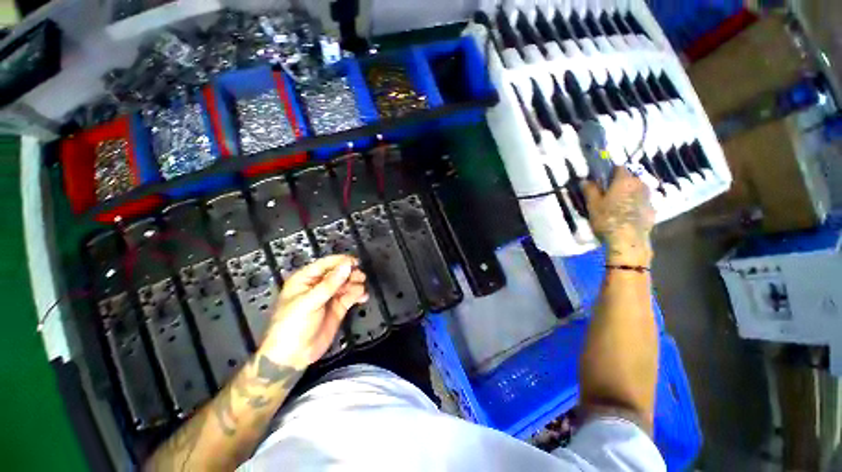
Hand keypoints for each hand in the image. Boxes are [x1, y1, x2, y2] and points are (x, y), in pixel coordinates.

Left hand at [260, 255, 367, 368]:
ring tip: (361, 288)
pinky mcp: (338, 307)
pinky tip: (363, 296)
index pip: (326, 264)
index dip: (341, 261)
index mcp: (305, 279)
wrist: (292, 356)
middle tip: (360, 277)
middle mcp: (319, 285)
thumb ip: (330, 284)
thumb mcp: (309, 302)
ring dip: (355, 284)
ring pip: (347, 283)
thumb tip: (347, 266)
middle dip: (350, 273)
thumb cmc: (292, 325)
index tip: (355, 262)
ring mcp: (329, 296)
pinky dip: (358, 294)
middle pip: (339, 273)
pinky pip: (351, 296)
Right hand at [583, 167, 655, 266]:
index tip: (601, 177)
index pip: (618, 167)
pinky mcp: (653, 210)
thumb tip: (585, 180)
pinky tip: (627, 213)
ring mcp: (649, 197)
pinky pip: (642, 201)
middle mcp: (640, 184)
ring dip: (629, 192)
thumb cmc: (608, 219)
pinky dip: (636, 203)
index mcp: (625, 180)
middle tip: (608, 191)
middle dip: (620, 182)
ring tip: (618, 202)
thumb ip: (590, 190)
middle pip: (630, 178)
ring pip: (638, 189)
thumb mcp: (593, 204)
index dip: (609, 171)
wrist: (628, 240)